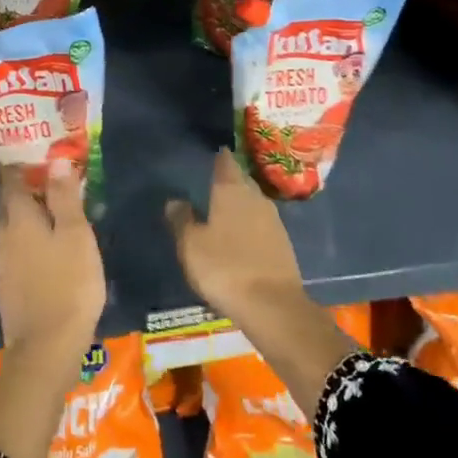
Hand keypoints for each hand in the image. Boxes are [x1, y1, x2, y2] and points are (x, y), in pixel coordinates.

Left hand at [0, 161, 103, 365]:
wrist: (46, 348)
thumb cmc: (68, 283)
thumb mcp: (75, 234)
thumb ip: (64, 197)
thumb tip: (56, 162)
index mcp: (18, 219)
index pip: (10, 180)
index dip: (20, 164)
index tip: (36, 154)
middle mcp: (3, 236)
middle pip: (7, 203)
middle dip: (23, 188)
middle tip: (48, 179)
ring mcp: (2, 264)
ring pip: (10, 227)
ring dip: (26, 214)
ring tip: (52, 210)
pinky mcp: (7, 286)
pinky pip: (14, 249)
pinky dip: (27, 238)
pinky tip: (46, 246)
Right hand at [166, 148, 307, 329]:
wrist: (273, 305)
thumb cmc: (225, 268)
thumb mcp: (192, 245)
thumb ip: (182, 219)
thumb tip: (174, 200)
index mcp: (232, 191)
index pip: (226, 163)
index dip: (219, 157)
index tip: (213, 152)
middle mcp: (256, 198)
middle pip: (242, 181)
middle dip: (230, 180)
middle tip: (213, 182)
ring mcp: (273, 220)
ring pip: (253, 202)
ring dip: (241, 203)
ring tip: (224, 209)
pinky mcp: (283, 243)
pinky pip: (262, 223)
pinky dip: (251, 224)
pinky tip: (241, 235)